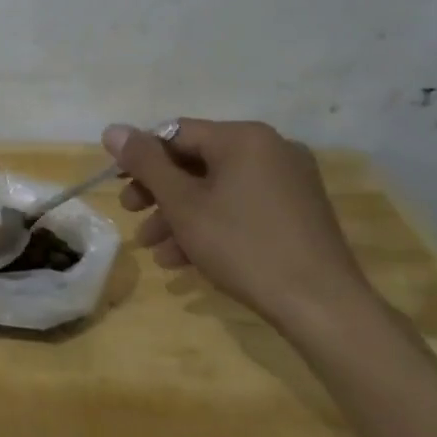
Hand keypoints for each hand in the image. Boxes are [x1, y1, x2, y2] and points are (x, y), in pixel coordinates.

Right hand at [103, 119, 372, 330]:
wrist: (323, 307)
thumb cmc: (243, 246)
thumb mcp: (183, 203)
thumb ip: (145, 163)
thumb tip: (112, 129)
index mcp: (244, 138)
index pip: (176, 133)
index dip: (141, 158)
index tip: (119, 187)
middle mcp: (270, 150)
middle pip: (196, 161)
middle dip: (159, 192)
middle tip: (131, 214)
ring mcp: (289, 182)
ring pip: (216, 189)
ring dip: (180, 215)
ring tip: (154, 249)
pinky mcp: (298, 212)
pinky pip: (241, 206)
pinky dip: (211, 225)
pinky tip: (185, 260)